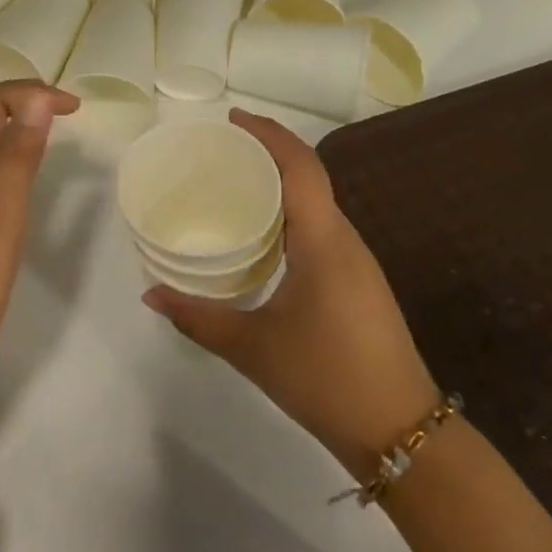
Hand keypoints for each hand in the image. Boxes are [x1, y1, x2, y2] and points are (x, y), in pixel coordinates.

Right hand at [143, 109, 440, 477]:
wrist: (401, 431)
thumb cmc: (325, 378)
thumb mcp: (251, 347)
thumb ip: (198, 317)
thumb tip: (150, 294)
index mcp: (323, 240)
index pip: (301, 166)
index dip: (269, 134)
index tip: (232, 120)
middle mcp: (344, 239)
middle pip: (310, 175)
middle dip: (269, 152)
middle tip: (221, 150)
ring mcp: (357, 261)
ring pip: (318, 202)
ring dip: (282, 182)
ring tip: (236, 183)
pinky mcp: (358, 282)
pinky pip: (322, 227)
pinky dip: (291, 212)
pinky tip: (264, 233)